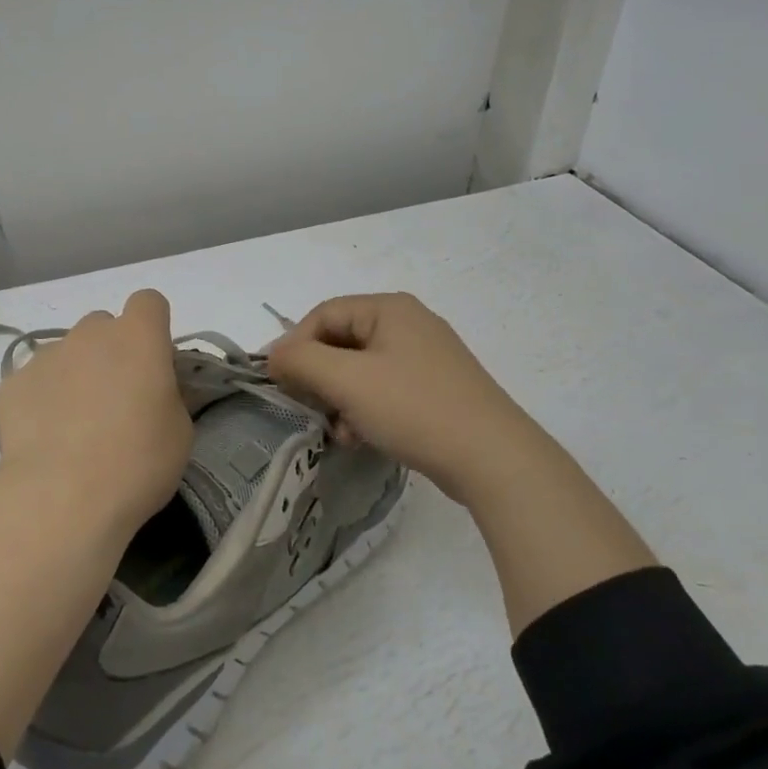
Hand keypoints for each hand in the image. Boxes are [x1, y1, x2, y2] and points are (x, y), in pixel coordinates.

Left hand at [0, 289, 192, 536]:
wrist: (63, 498)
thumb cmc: (137, 461)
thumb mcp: (179, 430)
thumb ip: (169, 394)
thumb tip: (154, 389)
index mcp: (138, 337)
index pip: (148, 302)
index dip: (152, 327)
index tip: (154, 363)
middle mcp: (89, 334)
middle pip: (102, 326)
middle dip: (110, 352)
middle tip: (116, 399)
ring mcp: (46, 356)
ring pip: (65, 353)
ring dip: (74, 376)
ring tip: (74, 427)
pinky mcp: (11, 385)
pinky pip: (32, 383)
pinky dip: (39, 402)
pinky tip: (44, 440)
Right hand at [267, 293, 526, 503]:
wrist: (493, 459)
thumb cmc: (413, 407)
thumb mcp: (347, 381)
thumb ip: (300, 361)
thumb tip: (273, 356)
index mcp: (389, 308)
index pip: (323, 315)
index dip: (295, 345)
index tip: (279, 382)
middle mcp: (409, 324)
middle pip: (342, 342)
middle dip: (319, 377)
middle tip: (308, 408)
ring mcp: (426, 358)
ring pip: (361, 370)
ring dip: (340, 399)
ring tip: (339, 431)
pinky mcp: (436, 389)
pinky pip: (384, 390)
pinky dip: (365, 410)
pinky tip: (362, 438)